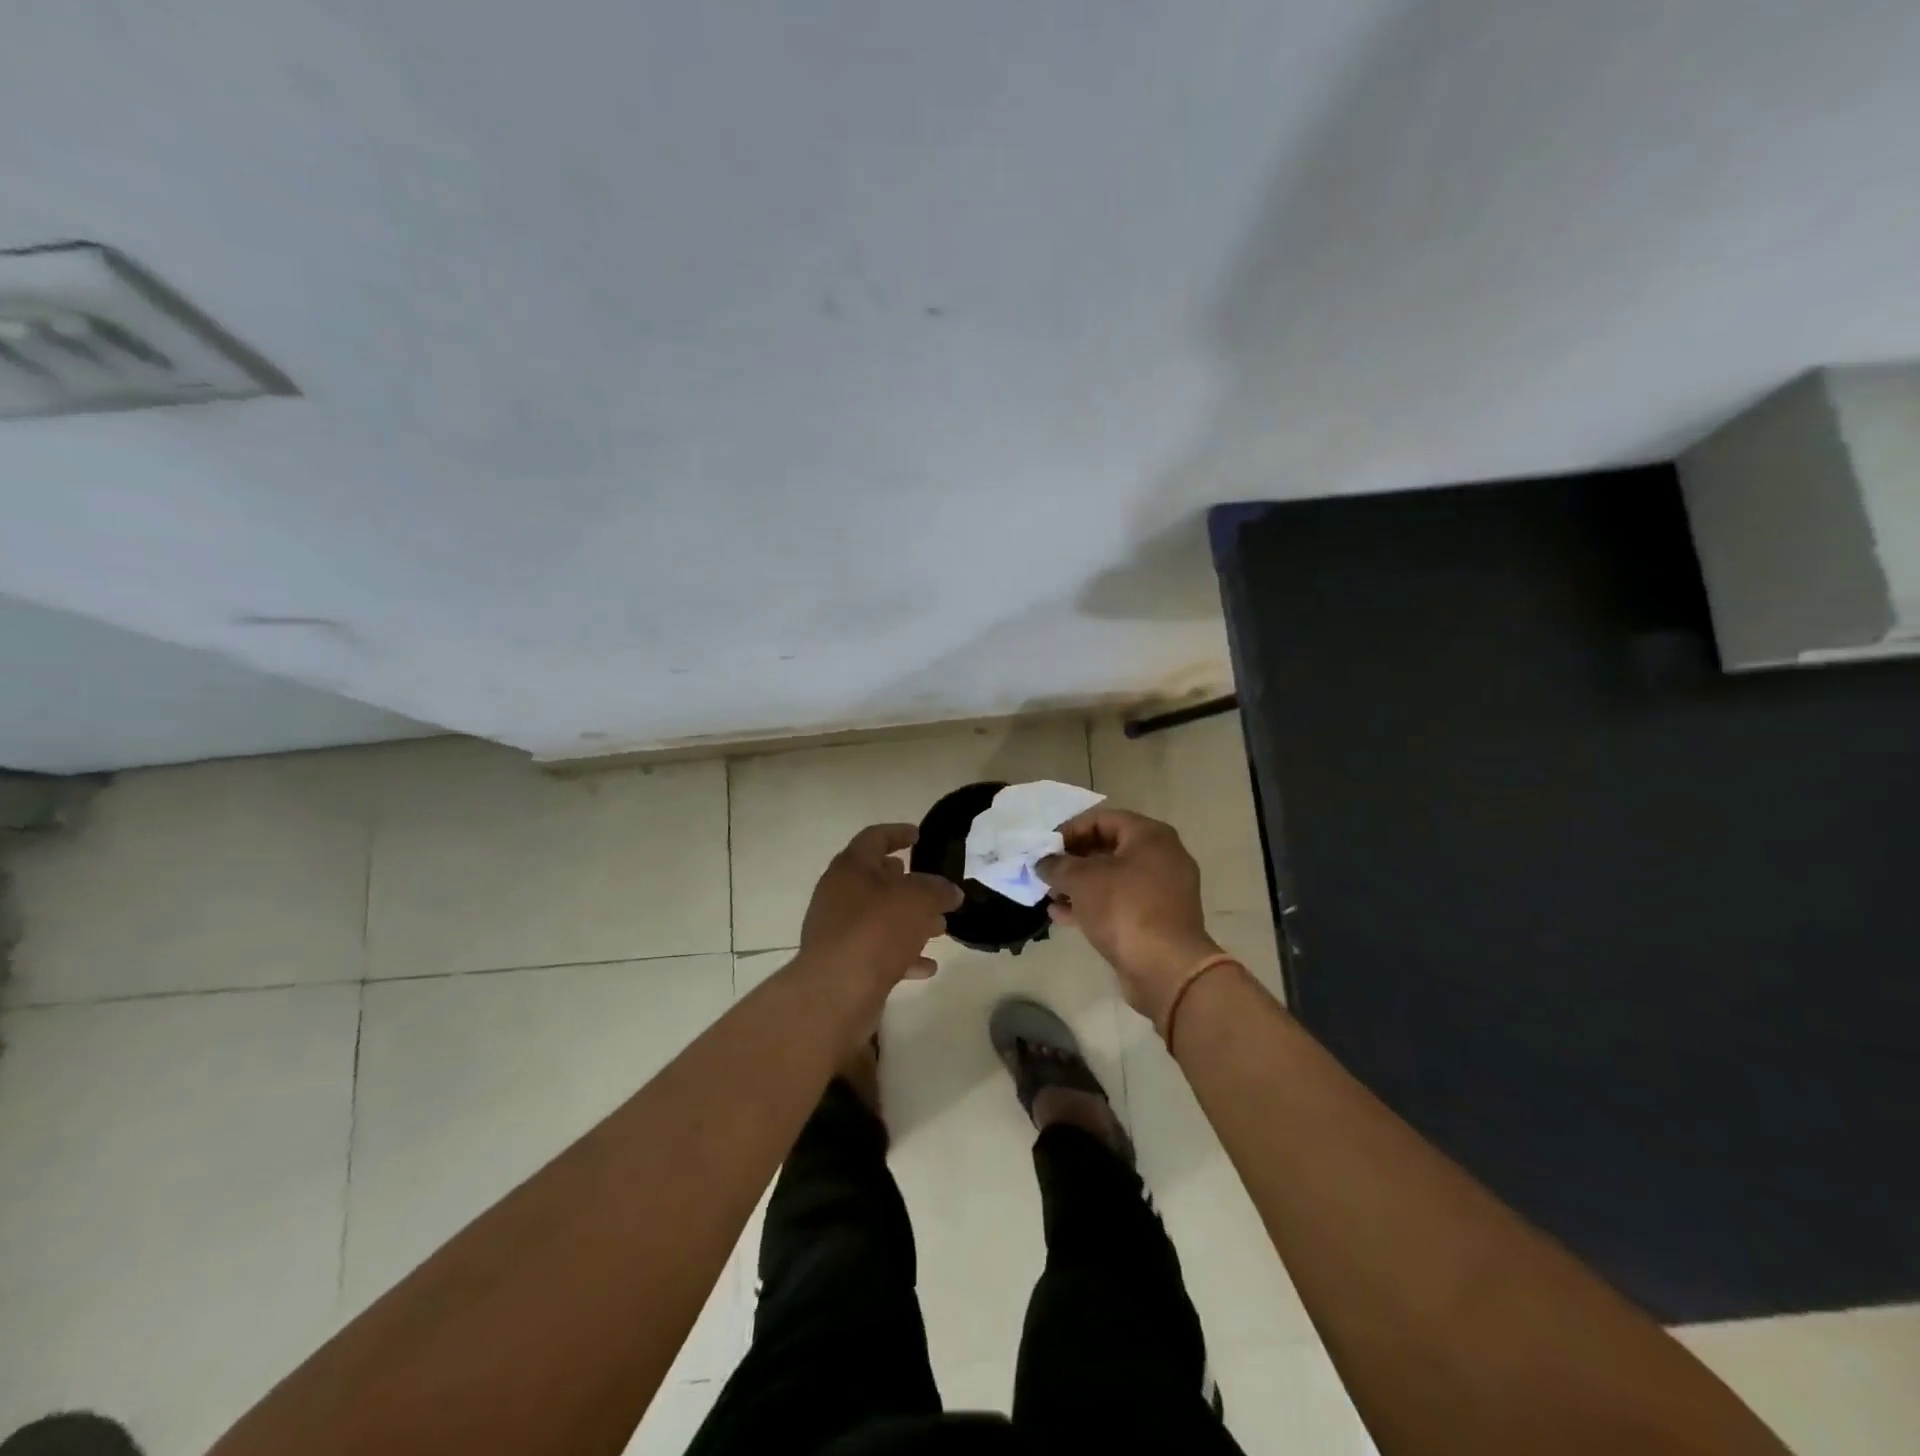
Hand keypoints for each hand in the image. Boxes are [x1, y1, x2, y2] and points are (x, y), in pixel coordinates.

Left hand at [798, 824, 963, 985]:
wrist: (836, 991)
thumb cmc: (877, 929)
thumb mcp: (919, 899)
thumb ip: (939, 890)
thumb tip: (950, 892)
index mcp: (851, 867)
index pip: (875, 838)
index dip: (898, 833)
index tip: (918, 836)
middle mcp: (839, 893)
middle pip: (875, 879)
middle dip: (907, 883)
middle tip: (932, 887)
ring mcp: (837, 929)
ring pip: (879, 916)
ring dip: (909, 920)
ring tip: (940, 928)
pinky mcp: (842, 962)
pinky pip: (877, 950)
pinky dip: (902, 954)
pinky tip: (928, 966)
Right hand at [1037, 808, 1222, 1023]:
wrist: (1166, 968)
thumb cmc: (1125, 909)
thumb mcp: (1082, 880)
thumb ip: (1058, 866)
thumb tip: (1043, 863)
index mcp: (1150, 836)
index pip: (1103, 819)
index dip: (1070, 830)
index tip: (1045, 847)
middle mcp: (1162, 857)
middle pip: (1109, 848)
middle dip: (1073, 860)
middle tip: (1047, 871)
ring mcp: (1163, 890)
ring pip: (1113, 879)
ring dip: (1080, 885)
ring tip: (1050, 895)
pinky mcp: (1158, 920)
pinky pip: (1121, 903)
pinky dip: (1093, 905)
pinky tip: (1062, 916)